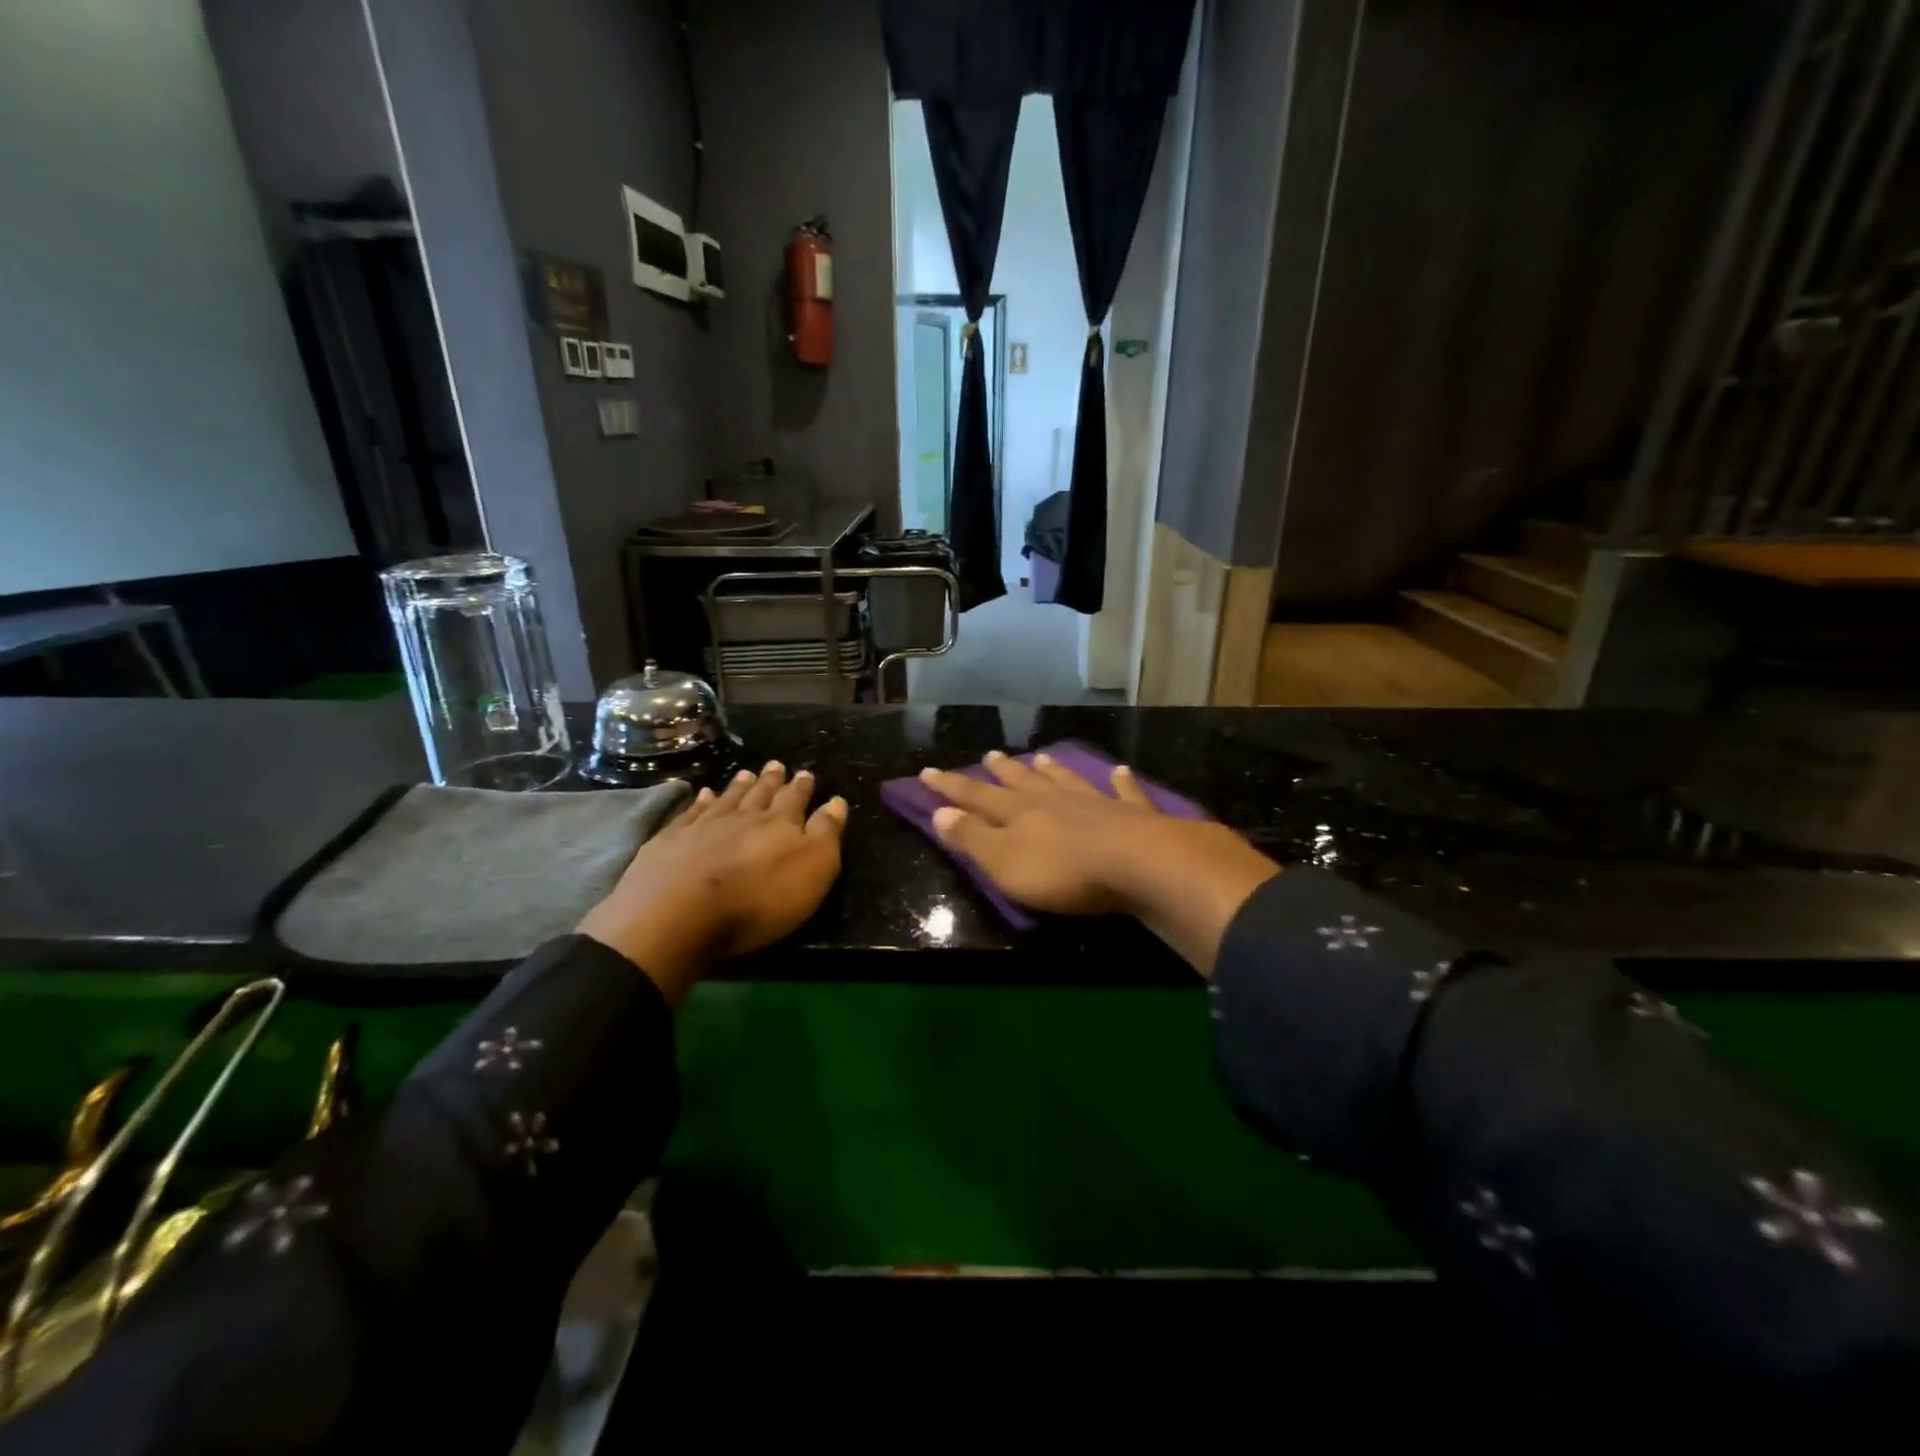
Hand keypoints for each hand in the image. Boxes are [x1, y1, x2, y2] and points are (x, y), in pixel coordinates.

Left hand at [578, 762, 846, 1003]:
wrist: (678, 913)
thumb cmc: (758, 899)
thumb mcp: (812, 869)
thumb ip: (825, 833)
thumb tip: (837, 801)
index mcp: (780, 824)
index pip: (796, 800)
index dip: (802, 788)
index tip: (806, 773)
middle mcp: (743, 817)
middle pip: (760, 794)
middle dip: (772, 781)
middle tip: (777, 765)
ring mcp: (703, 826)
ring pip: (727, 799)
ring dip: (738, 786)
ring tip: (746, 773)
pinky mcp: (670, 841)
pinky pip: (690, 814)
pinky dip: (699, 802)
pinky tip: (703, 795)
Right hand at [918, 751, 1278, 975]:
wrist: (1138, 865)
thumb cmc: (1063, 873)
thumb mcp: (1004, 862)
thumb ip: (972, 838)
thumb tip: (940, 812)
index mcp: (1018, 814)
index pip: (975, 797)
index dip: (950, 787)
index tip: (927, 772)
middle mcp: (1053, 801)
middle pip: (1022, 782)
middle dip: (1002, 772)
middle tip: (989, 755)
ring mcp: (1095, 803)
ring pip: (1066, 780)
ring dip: (1052, 770)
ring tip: (1041, 756)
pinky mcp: (1133, 815)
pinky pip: (1124, 792)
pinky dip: (1121, 781)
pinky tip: (1120, 770)